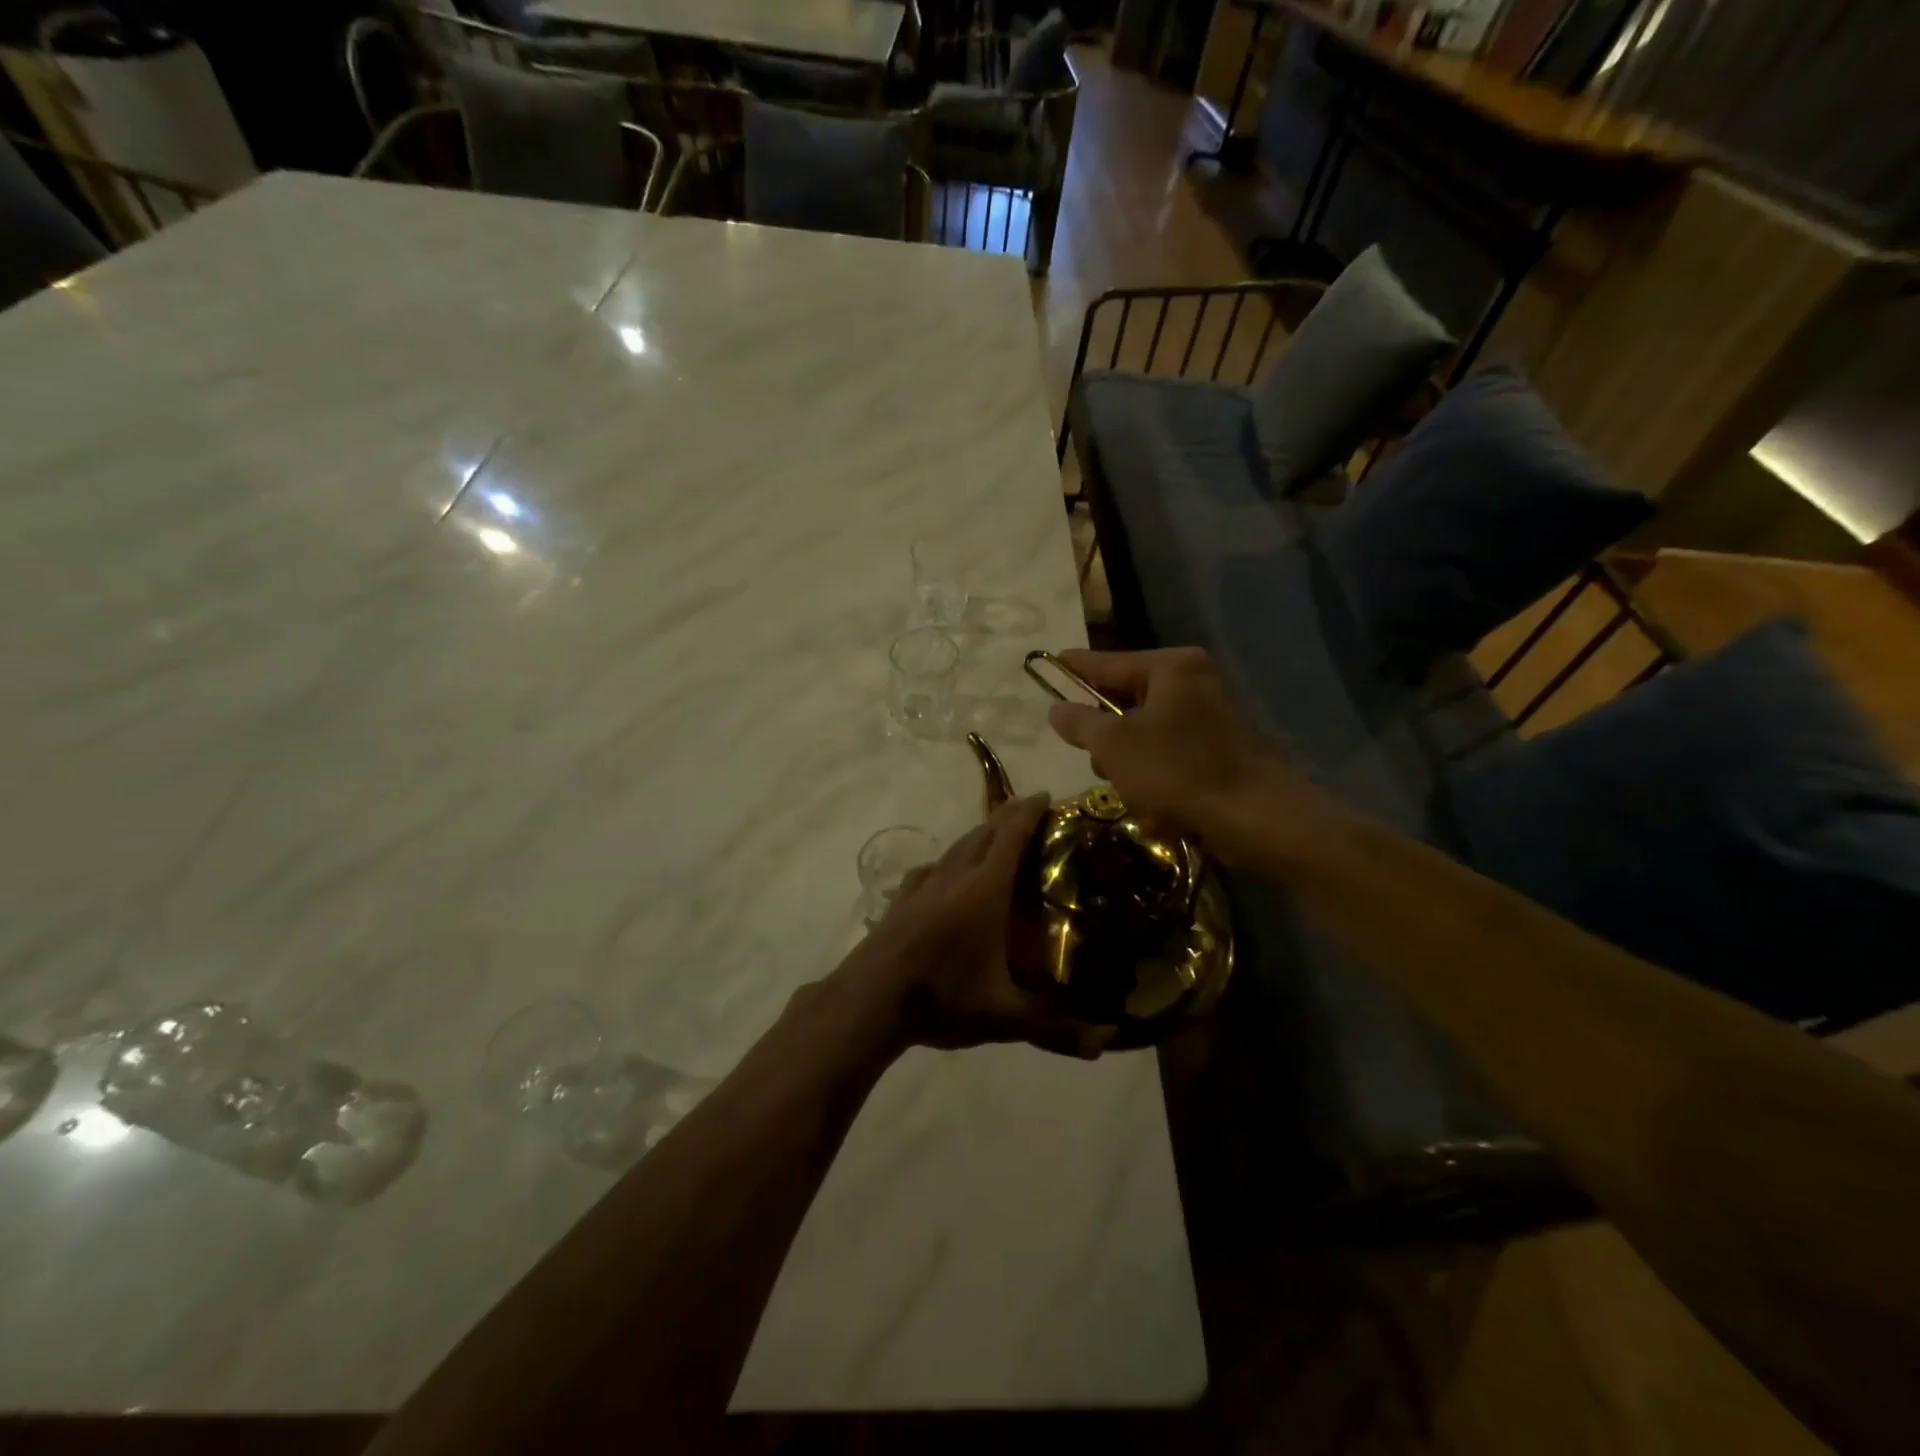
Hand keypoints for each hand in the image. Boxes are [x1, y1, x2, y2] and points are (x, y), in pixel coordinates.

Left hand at [845, 793, 1111, 1057]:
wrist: (870, 999)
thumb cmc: (943, 998)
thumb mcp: (1004, 1016)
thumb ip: (1055, 1026)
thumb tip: (1105, 1043)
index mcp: (984, 890)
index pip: (1011, 837)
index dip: (1029, 812)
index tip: (1046, 795)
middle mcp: (954, 876)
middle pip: (984, 834)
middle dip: (1007, 817)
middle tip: (1029, 810)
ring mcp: (922, 886)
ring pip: (955, 847)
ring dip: (978, 835)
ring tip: (993, 837)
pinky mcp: (901, 901)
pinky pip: (930, 869)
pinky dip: (947, 862)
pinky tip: (943, 874)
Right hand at [1045, 647, 1333, 865]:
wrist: (1258, 818)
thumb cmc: (1179, 771)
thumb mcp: (1114, 746)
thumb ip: (1080, 722)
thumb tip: (1056, 708)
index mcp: (1172, 668)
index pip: (1109, 662)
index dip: (1075, 667)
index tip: (1049, 662)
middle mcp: (1194, 683)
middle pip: (1127, 701)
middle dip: (1108, 738)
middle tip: (1096, 761)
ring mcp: (1210, 717)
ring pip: (1145, 735)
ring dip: (1131, 766)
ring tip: (1135, 793)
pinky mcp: (1219, 750)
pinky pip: (1169, 757)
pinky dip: (1157, 780)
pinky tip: (1159, 807)